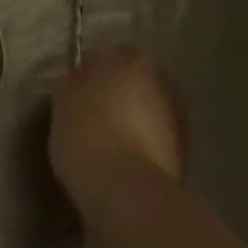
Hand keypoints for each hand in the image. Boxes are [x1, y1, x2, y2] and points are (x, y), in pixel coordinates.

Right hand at [49, 48, 187, 208]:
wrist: (127, 192)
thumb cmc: (86, 135)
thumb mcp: (63, 101)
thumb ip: (75, 83)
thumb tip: (81, 81)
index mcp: (129, 61)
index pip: (105, 56)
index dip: (88, 73)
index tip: (74, 93)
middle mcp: (160, 81)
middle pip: (132, 82)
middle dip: (117, 94)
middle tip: (92, 115)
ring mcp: (177, 117)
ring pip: (147, 110)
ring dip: (133, 120)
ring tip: (108, 143)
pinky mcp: (185, 153)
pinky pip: (155, 139)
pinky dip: (143, 145)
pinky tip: (123, 161)